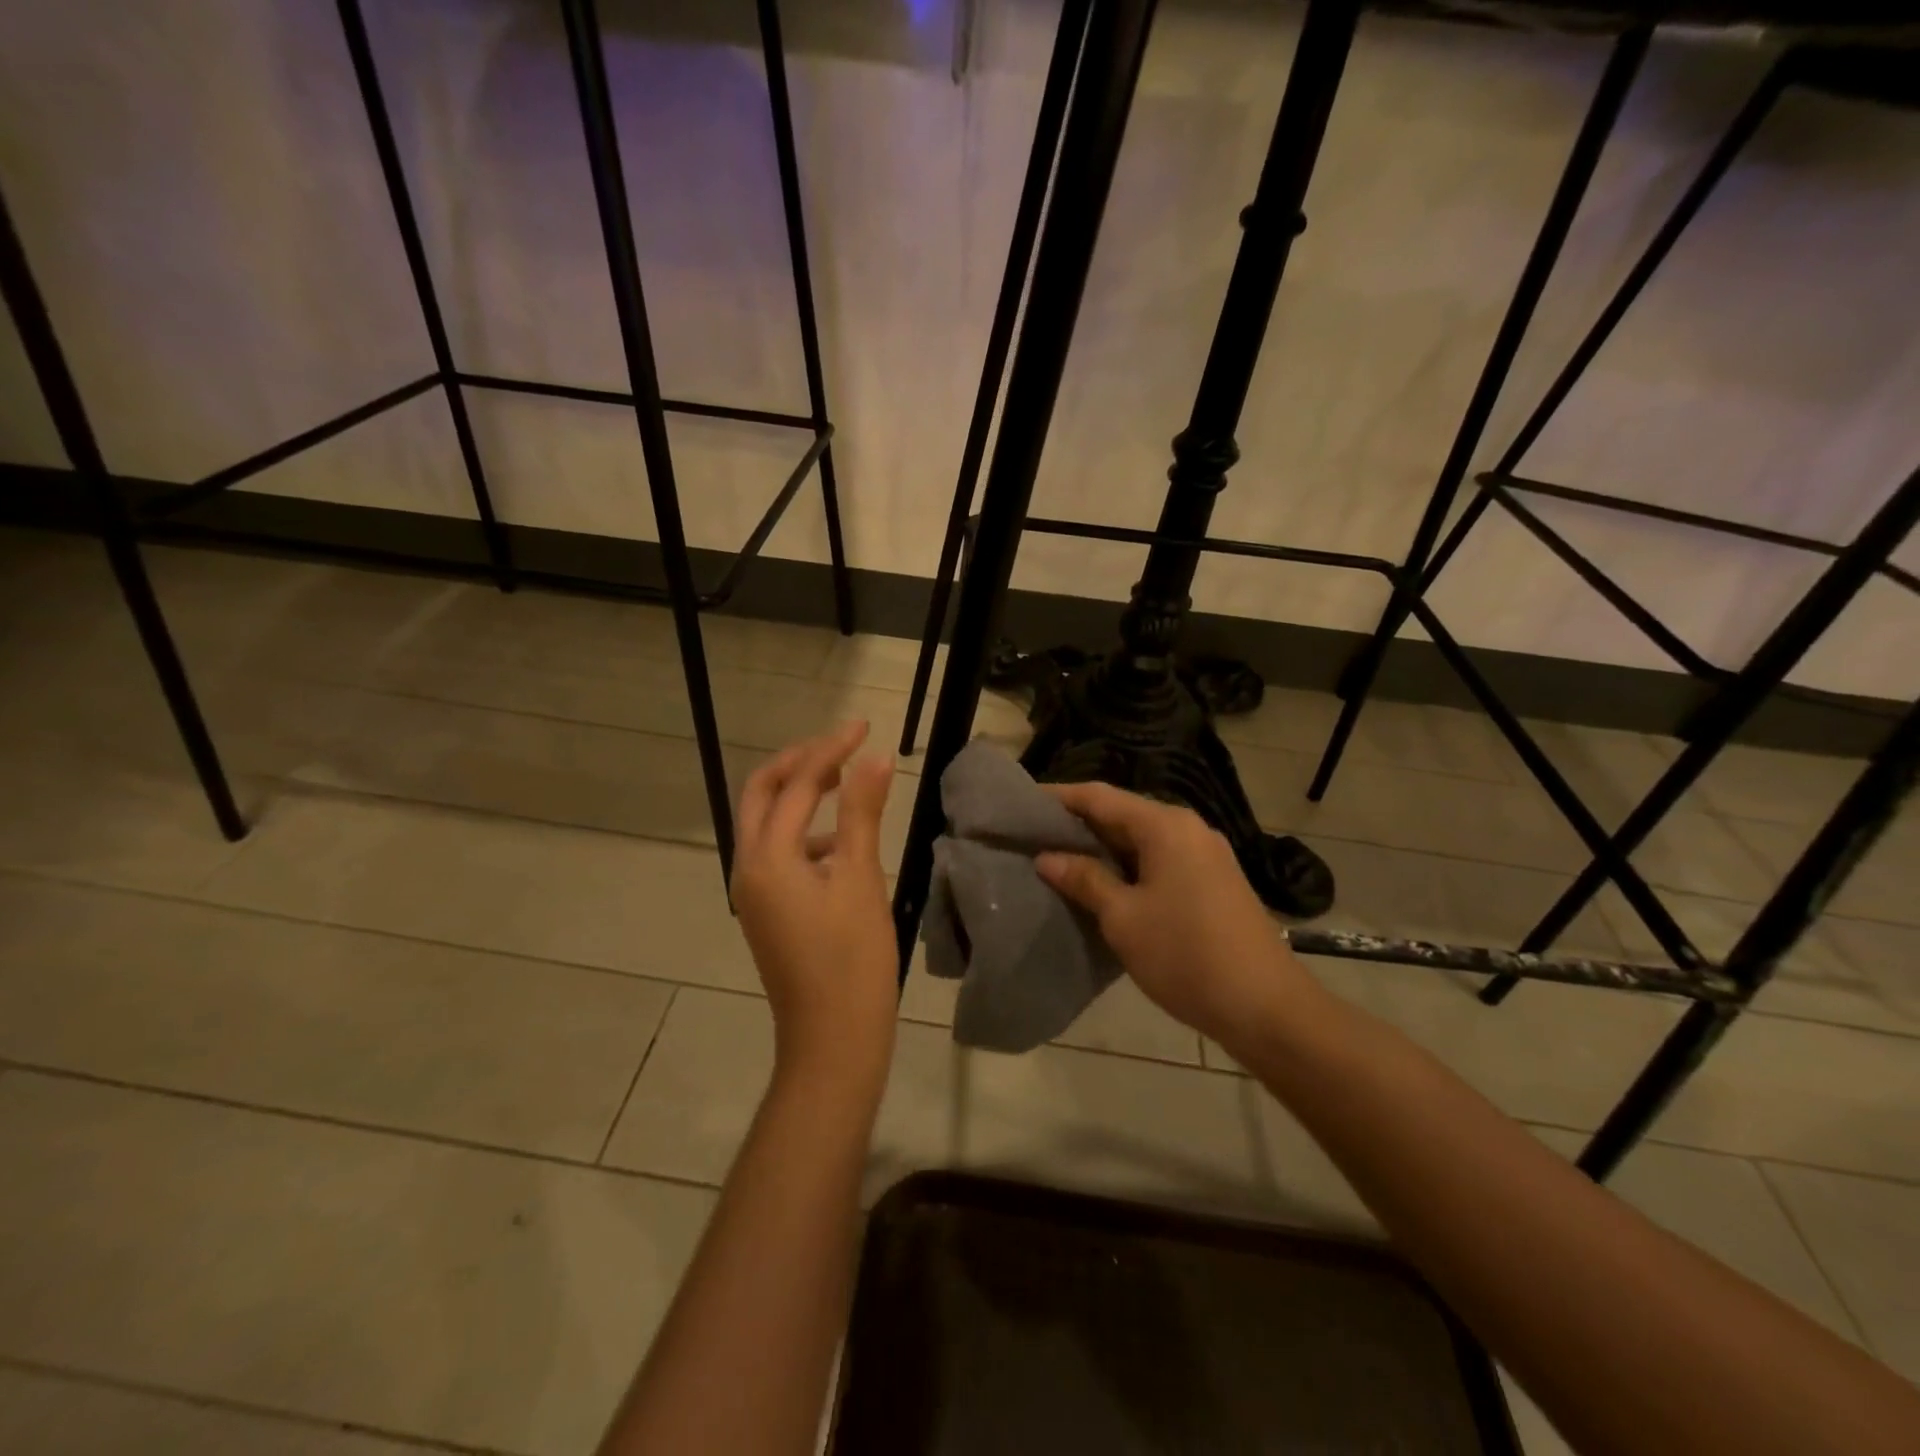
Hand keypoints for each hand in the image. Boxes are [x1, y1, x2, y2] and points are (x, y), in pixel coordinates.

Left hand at [731, 722, 898, 1101]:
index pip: (797, 784)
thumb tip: (875, 758)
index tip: (864, 727)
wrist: (832, 1040)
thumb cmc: (853, 960)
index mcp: (768, 857)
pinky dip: (806, 831)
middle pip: (763, 793)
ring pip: (768, 822)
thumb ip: (863, 814)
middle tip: (842, 745)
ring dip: (800, 794)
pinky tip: (843, 843)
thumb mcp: (862, 880)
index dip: (831, 750)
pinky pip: (778, 852)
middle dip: (800, 762)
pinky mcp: (768, 909)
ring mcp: (754, 891)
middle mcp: (749, 867)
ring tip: (845, 782)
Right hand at [1035, 782, 1315, 1052]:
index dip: (1059, 797)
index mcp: (1164, 826)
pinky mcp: (1214, 881)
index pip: (1099, 796)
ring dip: (1103, 848)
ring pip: (1142, 839)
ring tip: (1059, 860)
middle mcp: (1187, 828)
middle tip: (1033, 836)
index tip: (1022, 804)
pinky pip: (1160, 860)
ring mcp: (1205, 854)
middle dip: (1078, 824)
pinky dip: (1128, 866)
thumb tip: (1047, 857)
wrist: (1266, 1007)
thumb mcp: (1124, 918)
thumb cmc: (1185, 955)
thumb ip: (1084, 879)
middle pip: (1122, 813)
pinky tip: (1103, 885)